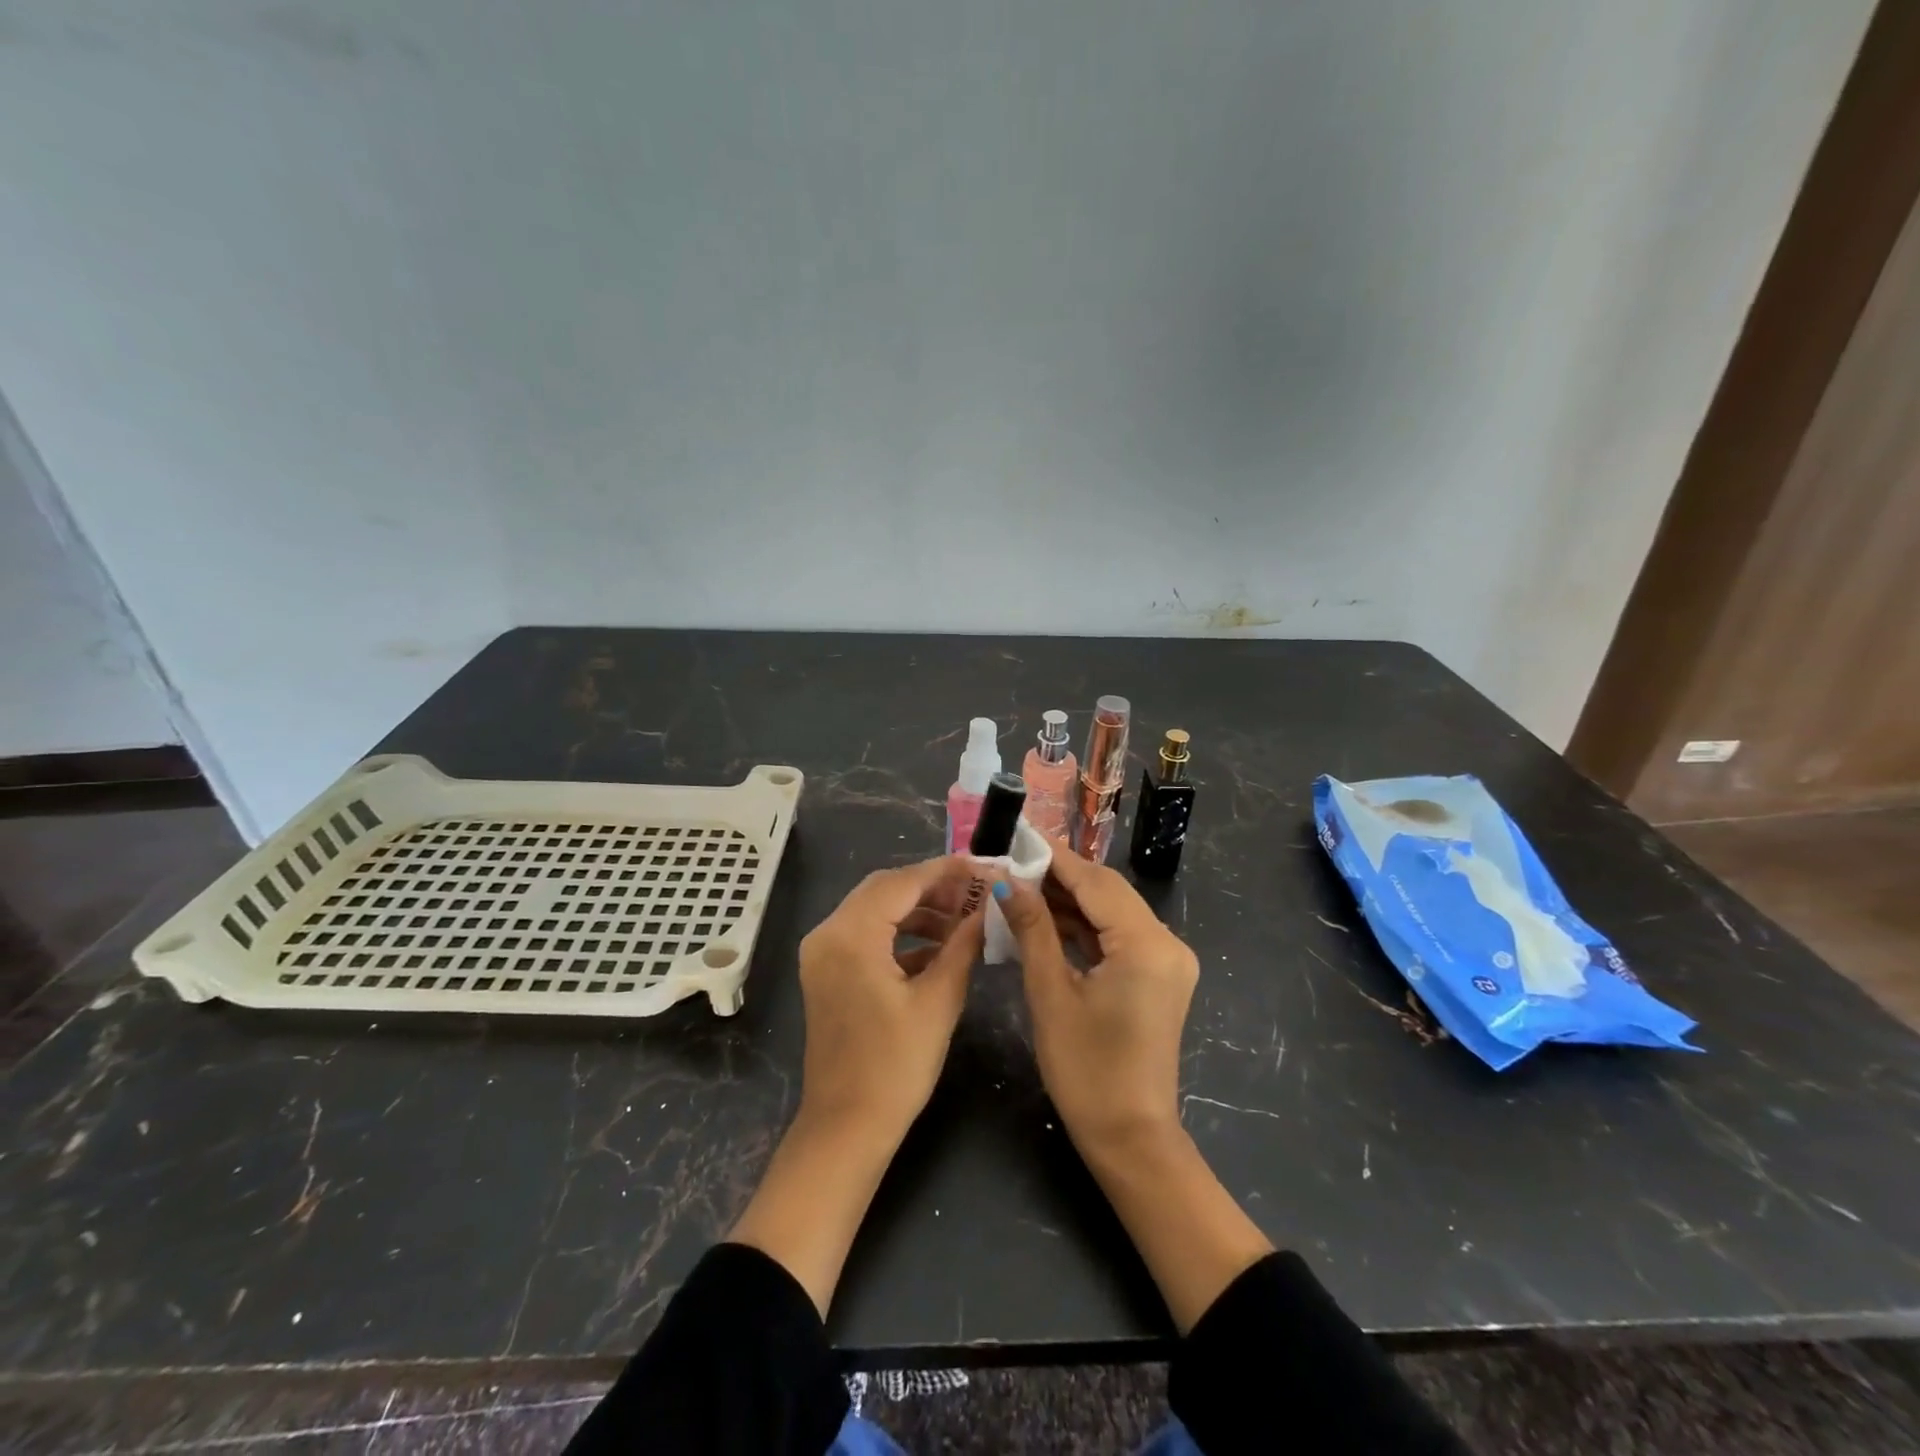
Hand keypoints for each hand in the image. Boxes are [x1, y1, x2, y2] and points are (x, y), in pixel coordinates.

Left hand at [794, 855, 985, 1142]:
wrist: (847, 1128)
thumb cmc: (895, 1067)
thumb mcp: (939, 1001)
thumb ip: (964, 944)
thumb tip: (988, 906)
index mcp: (851, 935)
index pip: (902, 882)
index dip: (946, 871)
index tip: (984, 867)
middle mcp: (828, 933)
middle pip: (885, 889)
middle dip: (933, 887)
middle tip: (976, 893)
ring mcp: (823, 953)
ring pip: (876, 909)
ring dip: (918, 910)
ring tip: (963, 920)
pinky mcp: (827, 971)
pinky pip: (866, 934)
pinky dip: (900, 933)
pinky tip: (938, 947)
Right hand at [999, 849, 1269, 1334]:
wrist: (1131, 1139)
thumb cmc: (1086, 1071)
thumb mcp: (1051, 994)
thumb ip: (1033, 929)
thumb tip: (1008, 881)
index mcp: (1147, 944)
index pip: (1095, 882)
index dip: (1055, 858)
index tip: (1018, 837)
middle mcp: (1167, 942)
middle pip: (1108, 892)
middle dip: (1060, 876)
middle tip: (1013, 864)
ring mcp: (1168, 960)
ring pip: (1113, 911)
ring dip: (1071, 900)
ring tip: (1022, 887)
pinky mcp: (1159, 976)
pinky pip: (1119, 936)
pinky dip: (1086, 926)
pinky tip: (1048, 919)